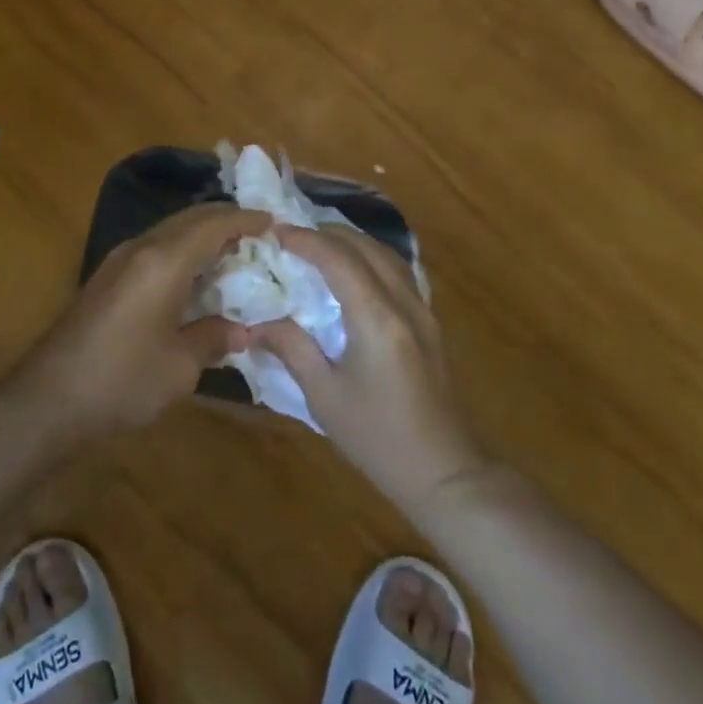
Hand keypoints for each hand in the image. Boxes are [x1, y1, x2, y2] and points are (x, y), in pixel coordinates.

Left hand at [18, 204, 268, 438]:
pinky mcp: (107, 278)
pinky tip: (196, 277)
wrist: (47, 401)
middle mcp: (140, 248)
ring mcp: (119, 261)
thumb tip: (241, 329)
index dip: (246, 220)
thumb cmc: (121, 381)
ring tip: (234, 253)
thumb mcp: (179, 367)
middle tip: (258, 234)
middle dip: (226, 221)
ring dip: (202, 235)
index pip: (213, 225)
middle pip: (190, 219)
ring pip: (170, 231)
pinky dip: (182, 251)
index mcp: (163, 261)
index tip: (274, 222)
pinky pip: (154, 248)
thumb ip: (214, 338)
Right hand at [254, 225, 487, 517]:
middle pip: (365, 246)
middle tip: (291, 235)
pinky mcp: (429, 322)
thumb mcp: (325, 397)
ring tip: (318, 244)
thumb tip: (256, 325)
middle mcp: (404, 302)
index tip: (275, 231)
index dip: (305, 239)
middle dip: (327, 233)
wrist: (446, 472)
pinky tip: (352, 271)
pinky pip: (397, 271)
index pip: (338, 258)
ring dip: (351, 241)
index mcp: (376, 317)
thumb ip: (292, 349)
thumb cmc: (379, 439)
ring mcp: (423, 310)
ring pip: (386, 254)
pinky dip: (369, 258)